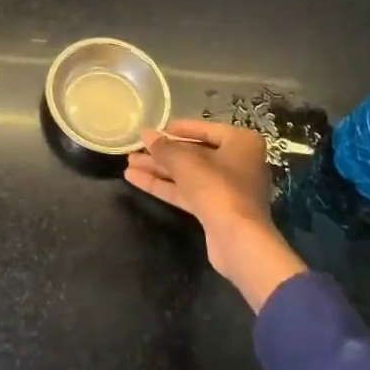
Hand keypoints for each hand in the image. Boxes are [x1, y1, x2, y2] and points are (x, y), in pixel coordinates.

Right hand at [127, 119, 306, 310]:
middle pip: (194, 153)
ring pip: (187, 174)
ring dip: (159, 169)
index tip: (155, 129)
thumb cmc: (218, 188)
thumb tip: (145, 134)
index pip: (204, 129)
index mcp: (241, 143)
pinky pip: (187, 191)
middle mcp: (238, 162)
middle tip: (136, 148)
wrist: (238, 240)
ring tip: (129, 164)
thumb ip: (164, 147)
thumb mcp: (185, 162)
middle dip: (163, 153)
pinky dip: (164, 185)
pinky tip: (136, 180)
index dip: (177, 129)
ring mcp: (227, 188)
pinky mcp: (215, 209)